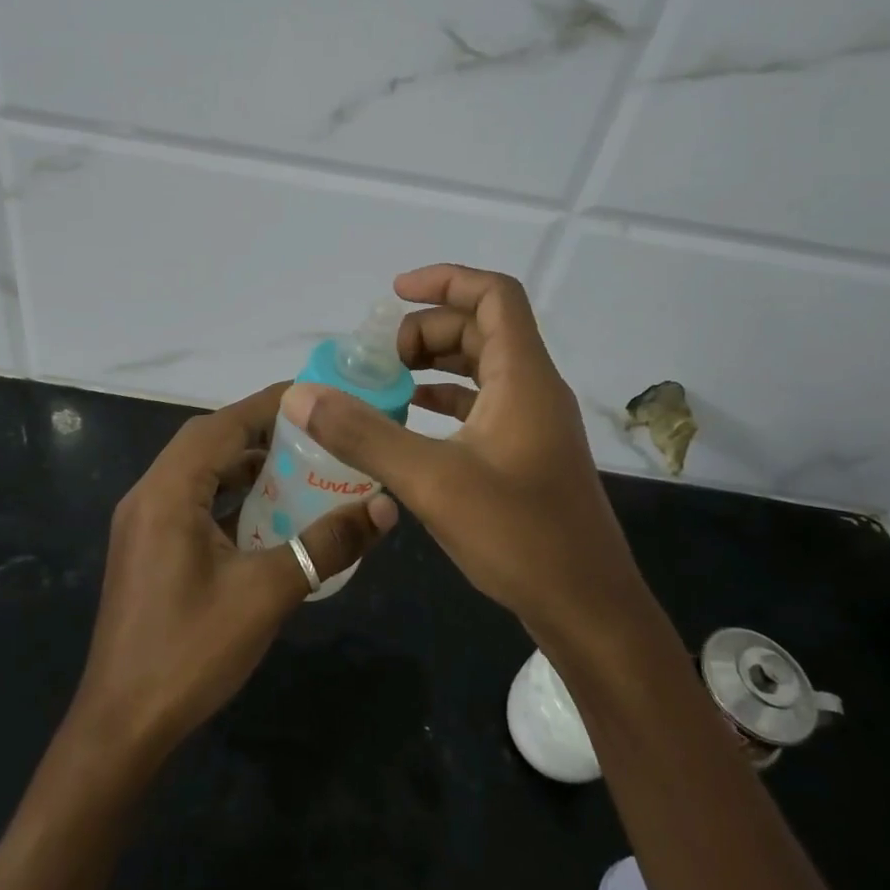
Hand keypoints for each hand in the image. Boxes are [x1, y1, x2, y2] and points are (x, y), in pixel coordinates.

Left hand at [72, 381, 397, 759]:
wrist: (122, 726)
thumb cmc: (191, 651)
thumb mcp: (268, 593)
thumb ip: (326, 544)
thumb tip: (384, 507)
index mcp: (168, 492)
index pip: (222, 423)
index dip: (269, 403)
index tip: (316, 395)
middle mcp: (149, 495)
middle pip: (208, 441)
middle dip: (260, 431)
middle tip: (315, 433)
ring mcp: (143, 523)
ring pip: (199, 472)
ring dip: (244, 464)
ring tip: (298, 468)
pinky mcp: (147, 548)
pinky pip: (192, 501)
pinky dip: (229, 496)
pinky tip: (266, 517)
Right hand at [278, 265, 632, 636]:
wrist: (588, 609)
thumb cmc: (519, 536)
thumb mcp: (431, 481)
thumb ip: (364, 434)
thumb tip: (301, 395)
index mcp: (523, 377)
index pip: (494, 295)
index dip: (445, 280)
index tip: (394, 294)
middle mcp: (534, 389)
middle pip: (482, 329)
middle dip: (428, 330)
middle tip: (380, 359)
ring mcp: (533, 424)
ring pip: (482, 368)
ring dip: (435, 364)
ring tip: (386, 381)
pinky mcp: (527, 455)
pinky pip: (483, 406)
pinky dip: (445, 401)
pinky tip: (410, 422)